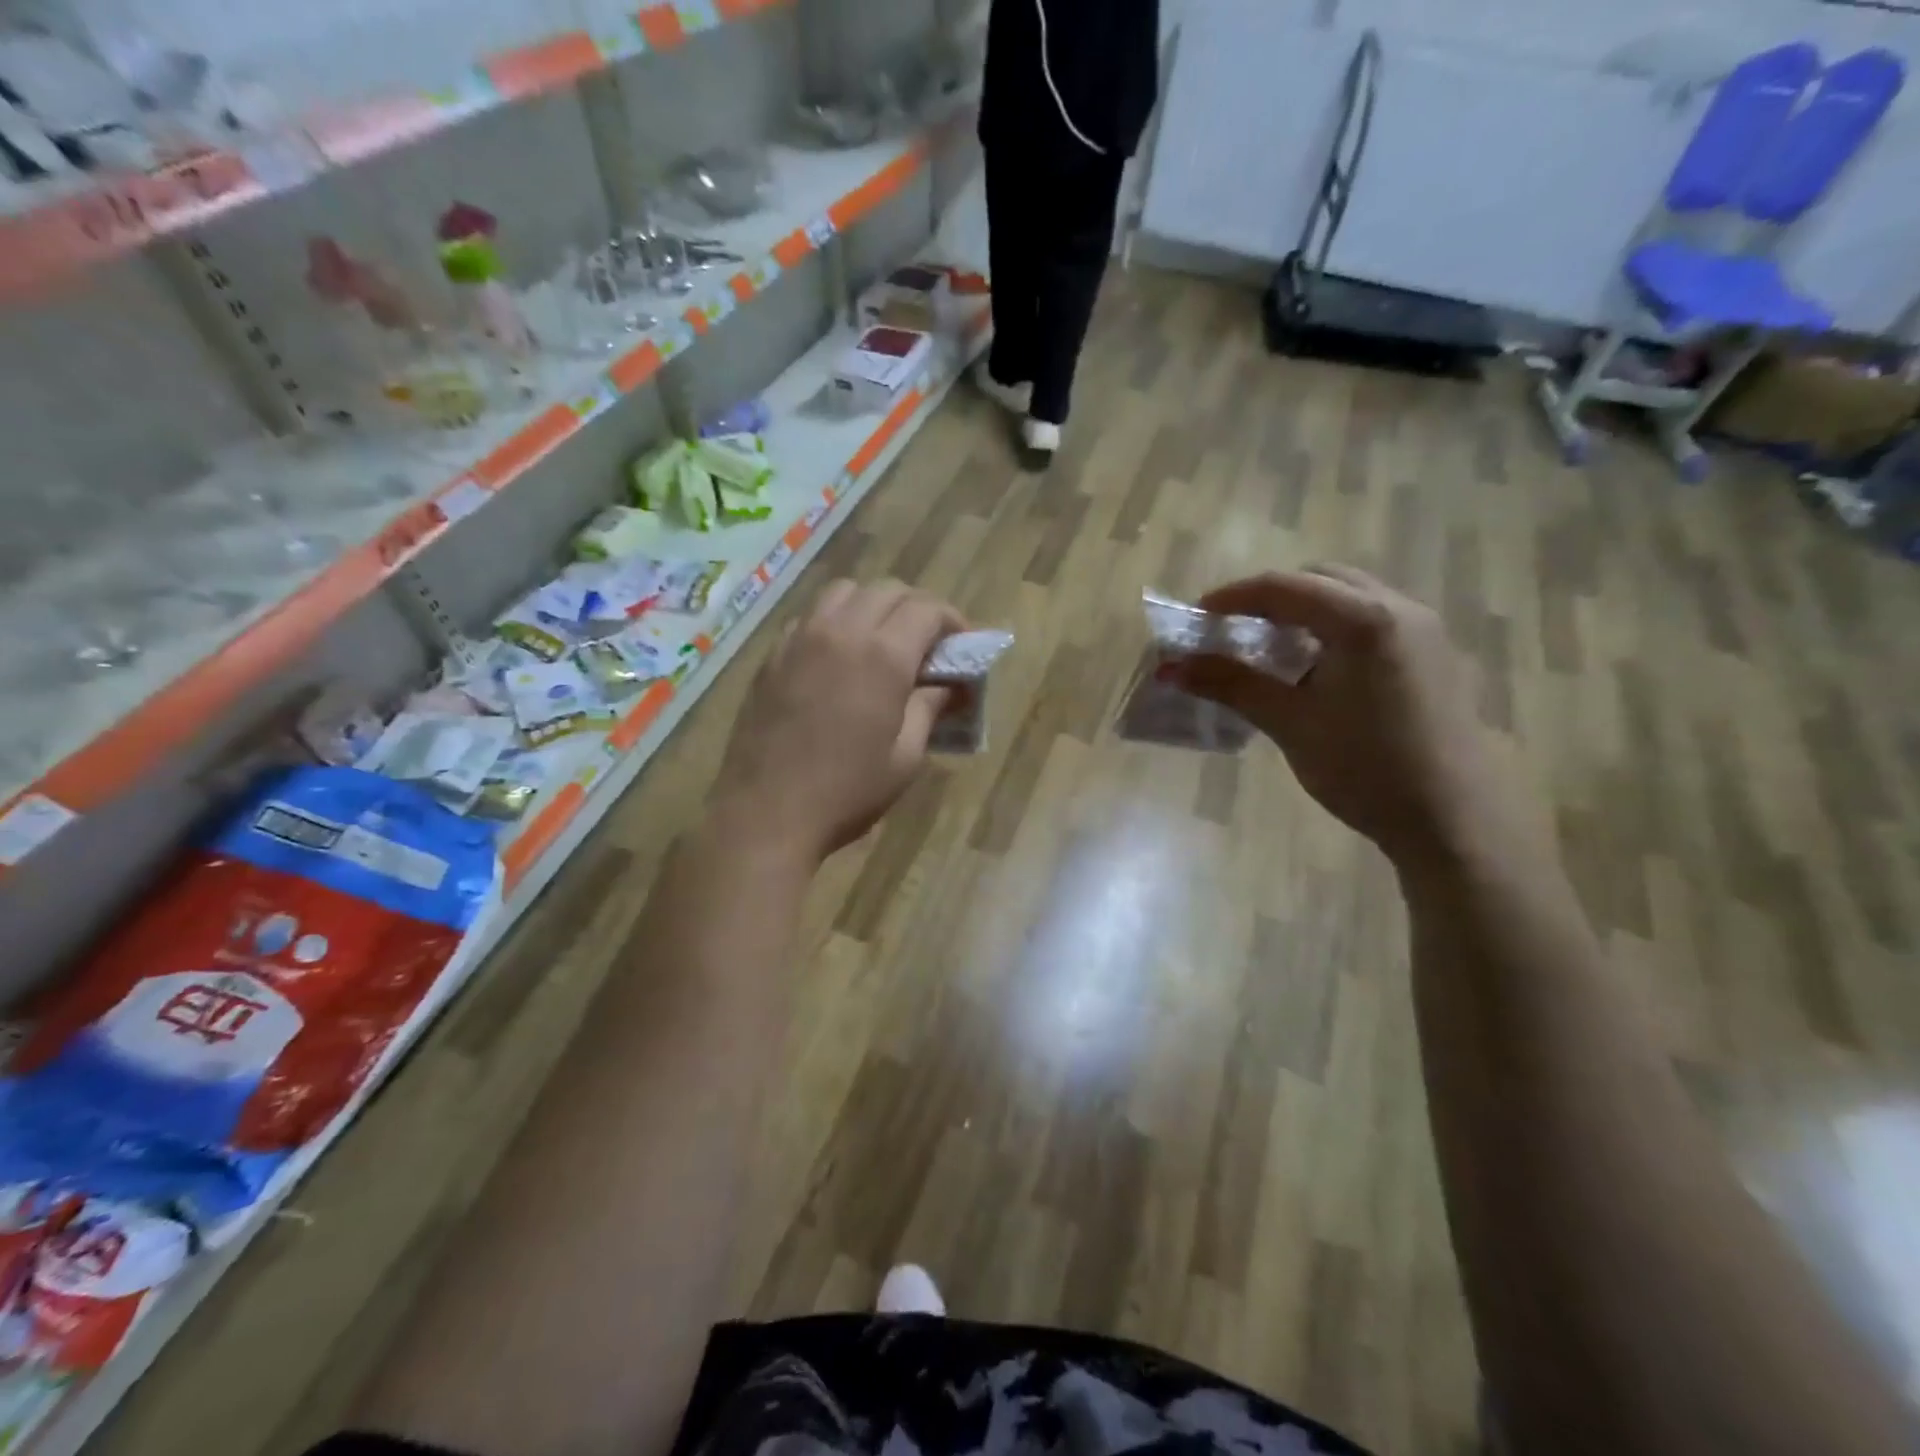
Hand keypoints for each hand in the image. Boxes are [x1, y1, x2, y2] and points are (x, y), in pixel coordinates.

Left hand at [713, 579, 962, 864]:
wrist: (767, 812)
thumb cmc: (847, 791)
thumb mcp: (906, 756)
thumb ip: (930, 707)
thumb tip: (949, 684)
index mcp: (883, 655)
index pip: (927, 609)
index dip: (953, 620)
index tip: (963, 642)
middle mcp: (841, 631)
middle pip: (888, 590)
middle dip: (917, 608)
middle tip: (929, 643)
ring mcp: (801, 638)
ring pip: (845, 591)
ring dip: (874, 604)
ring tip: (882, 639)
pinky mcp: (773, 654)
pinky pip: (810, 615)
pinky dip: (835, 619)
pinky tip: (839, 655)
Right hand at [1174, 566, 1516, 866]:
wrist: (1452, 819)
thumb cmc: (1365, 768)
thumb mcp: (1290, 723)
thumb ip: (1231, 685)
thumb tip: (1172, 667)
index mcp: (1364, 619)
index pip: (1284, 587)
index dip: (1232, 597)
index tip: (1194, 618)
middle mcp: (1399, 608)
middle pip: (1320, 580)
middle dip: (1270, 597)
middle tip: (1231, 629)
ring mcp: (1422, 630)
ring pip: (1349, 597)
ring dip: (1303, 612)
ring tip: (1268, 648)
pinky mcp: (1431, 655)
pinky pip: (1370, 620)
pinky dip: (1331, 629)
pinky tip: (1314, 669)